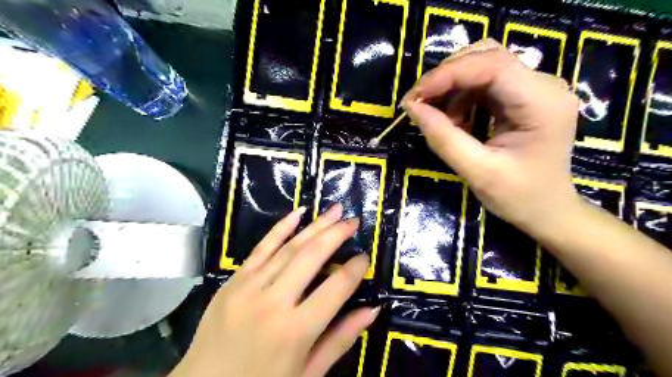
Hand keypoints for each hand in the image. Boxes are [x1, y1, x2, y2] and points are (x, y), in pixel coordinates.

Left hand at [169, 204, 376, 375]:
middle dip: (337, 234)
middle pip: (312, 257)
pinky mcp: (233, 281)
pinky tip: (297, 213)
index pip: (336, 287)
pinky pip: (260, 248)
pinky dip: (280, 228)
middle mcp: (274, 302)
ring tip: (335, 210)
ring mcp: (249, 287)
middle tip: (353, 221)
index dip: (355, 269)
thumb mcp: (307, 373)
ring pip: (289, 248)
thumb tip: (372, 310)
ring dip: (315, 226)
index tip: (365, 257)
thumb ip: (340, 339)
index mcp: (296, 330)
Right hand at [404, 39, 582, 231]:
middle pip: (487, 56)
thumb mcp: (477, 171)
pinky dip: (460, 96)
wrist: (548, 211)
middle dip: (446, 76)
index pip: (492, 65)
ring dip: (452, 87)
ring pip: (483, 65)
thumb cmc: (518, 197)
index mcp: (541, 102)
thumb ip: (443, 138)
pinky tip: (455, 120)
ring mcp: (534, 88)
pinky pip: (484, 82)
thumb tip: (412, 107)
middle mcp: (543, 85)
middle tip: (419, 103)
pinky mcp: (522, 96)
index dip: (447, 75)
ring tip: (438, 118)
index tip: (414, 97)